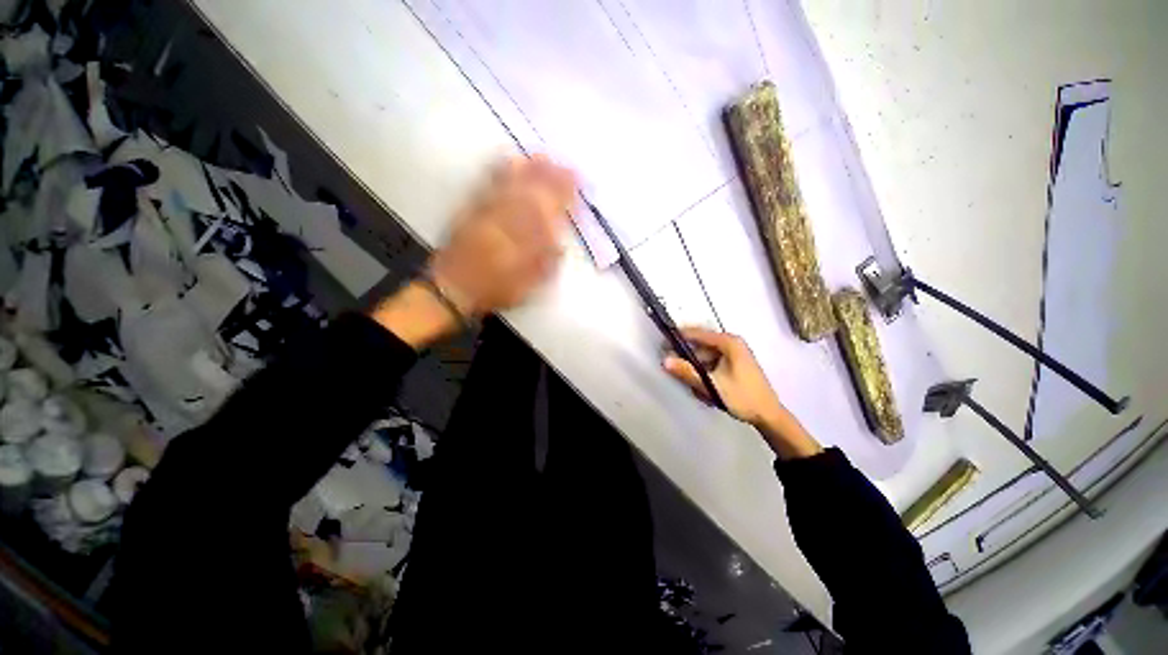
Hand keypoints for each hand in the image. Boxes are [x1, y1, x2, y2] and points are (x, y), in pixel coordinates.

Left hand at [372, 155, 575, 347]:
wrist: (455, 286)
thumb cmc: (497, 287)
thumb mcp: (530, 283)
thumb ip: (547, 261)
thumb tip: (560, 244)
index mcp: (526, 235)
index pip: (550, 208)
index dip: (564, 194)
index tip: (576, 184)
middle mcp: (510, 216)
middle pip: (533, 191)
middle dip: (550, 176)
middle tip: (563, 165)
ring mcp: (490, 209)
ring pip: (512, 184)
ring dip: (529, 169)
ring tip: (541, 158)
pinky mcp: (473, 208)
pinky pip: (490, 184)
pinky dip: (501, 171)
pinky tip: (509, 162)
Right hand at [663, 327, 821, 459]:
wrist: (769, 416)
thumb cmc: (742, 397)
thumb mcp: (712, 385)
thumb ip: (687, 372)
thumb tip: (664, 360)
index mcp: (729, 342)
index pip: (697, 333)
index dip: (679, 337)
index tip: (663, 344)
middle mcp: (731, 344)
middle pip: (700, 346)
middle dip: (688, 360)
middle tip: (676, 372)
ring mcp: (733, 354)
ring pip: (705, 357)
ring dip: (697, 371)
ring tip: (696, 389)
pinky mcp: (734, 365)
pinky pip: (712, 365)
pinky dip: (705, 375)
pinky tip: (705, 390)